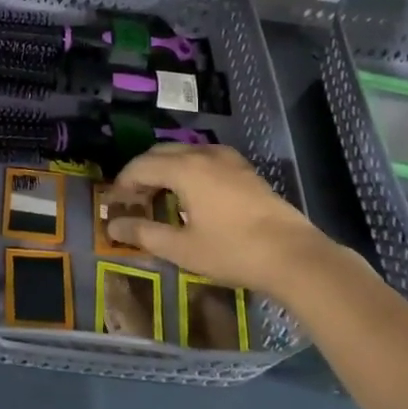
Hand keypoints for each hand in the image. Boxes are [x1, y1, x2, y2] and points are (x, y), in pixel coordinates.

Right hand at [103, 144, 355, 300]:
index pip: (140, 166)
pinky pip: (205, 158)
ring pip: (184, 153)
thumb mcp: (183, 248)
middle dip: (141, 172)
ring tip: (160, 197)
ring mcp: (228, 159)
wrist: (294, 255)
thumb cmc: (233, 252)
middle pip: (160, 153)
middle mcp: (203, 155)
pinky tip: (193, 194)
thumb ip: (144, 233)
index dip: (122, 183)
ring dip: (165, 169)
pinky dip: (188, 169)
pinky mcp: (244, 170)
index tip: (114, 204)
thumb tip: (113, 225)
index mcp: (185, 169)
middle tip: (133, 200)